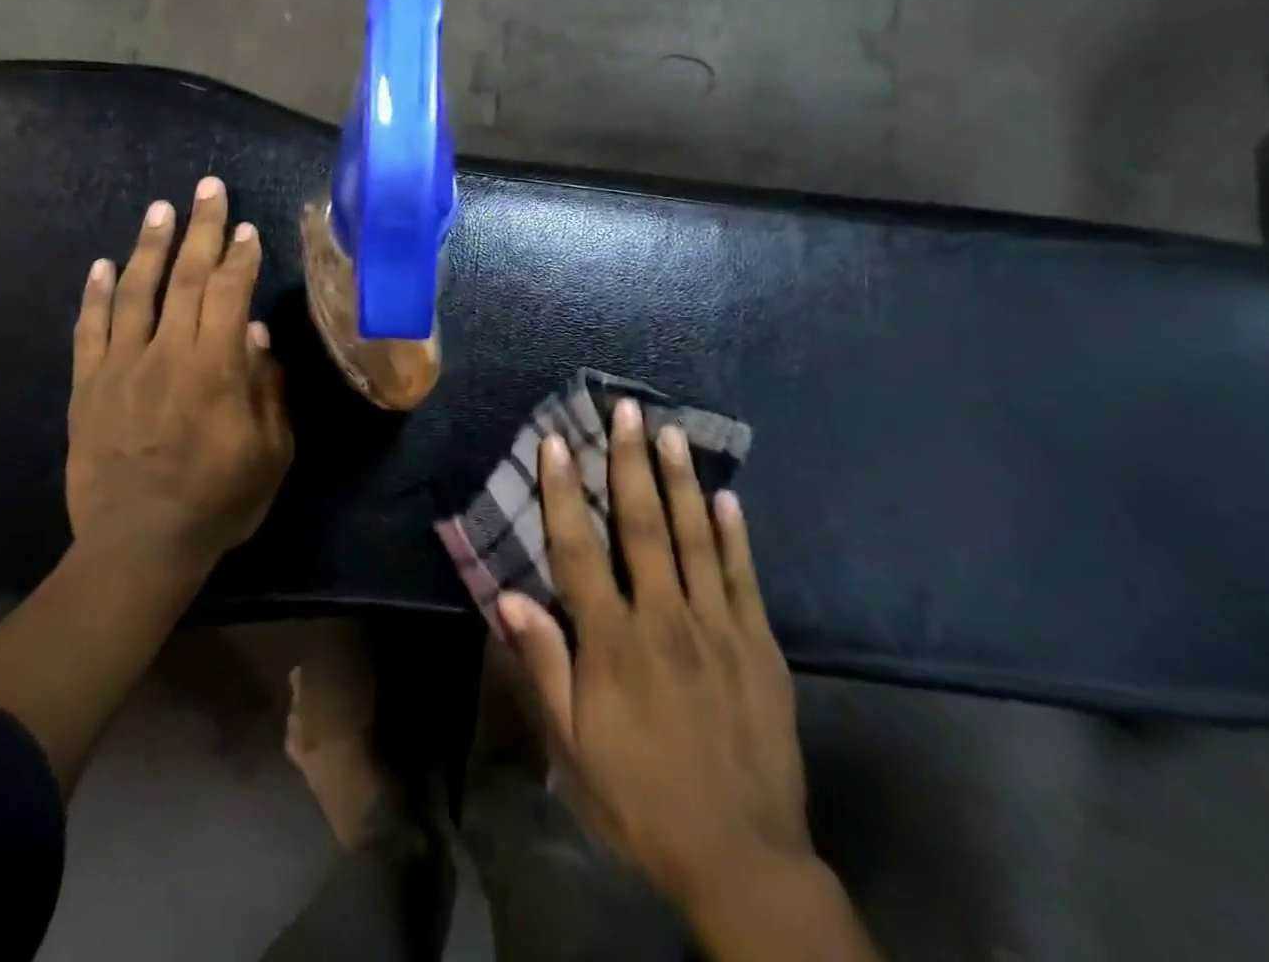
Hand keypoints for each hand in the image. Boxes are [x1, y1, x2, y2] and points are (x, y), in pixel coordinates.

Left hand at [66, 176, 293, 563]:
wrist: (137, 546)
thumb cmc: (217, 502)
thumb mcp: (270, 453)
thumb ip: (268, 390)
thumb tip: (258, 337)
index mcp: (215, 367)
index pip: (230, 294)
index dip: (240, 257)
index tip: (247, 228)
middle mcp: (167, 353)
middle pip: (186, 278)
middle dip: (201, 229)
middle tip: (208, 189)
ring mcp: (121, 367)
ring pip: (135, 291)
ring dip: (149, 246)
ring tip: (159, 209)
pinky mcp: (87, 387)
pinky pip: (89, 330)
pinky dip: (94, 294)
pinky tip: (100, 264)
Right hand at [498, 399, 810, 916]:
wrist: (743, 858)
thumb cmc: (641, 798)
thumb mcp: (573, 746)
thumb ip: (543, 664)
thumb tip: (509, 595)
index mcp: (614, 642)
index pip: (579, 548)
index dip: (564, 491)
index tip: (557, 442)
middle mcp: (665, 618)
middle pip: (643, 525)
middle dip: (630, 462)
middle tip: (626, 410)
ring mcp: (718, 627)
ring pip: (695, 537)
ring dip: (680, 480)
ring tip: (670, 431)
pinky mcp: (759, 645)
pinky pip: (743, 577)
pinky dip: (733, 534)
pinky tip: (726, 497)